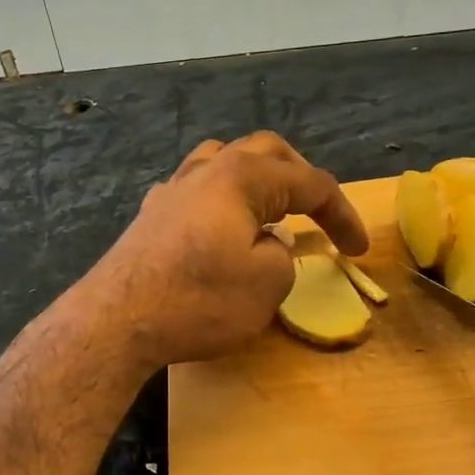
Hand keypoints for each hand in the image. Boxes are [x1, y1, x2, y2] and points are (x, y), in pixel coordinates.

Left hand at [78, 132, 367, 370]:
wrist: (117, 321)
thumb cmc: (198, 301)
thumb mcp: (266, 285)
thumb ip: (283, 256)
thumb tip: (269, 244)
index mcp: (243, 177)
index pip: (310, 184)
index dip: (342, 215)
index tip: (358, 249)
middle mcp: (206, 170)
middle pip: (266, 153)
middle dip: (300, 179)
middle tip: (318, 213)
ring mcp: (172, 190)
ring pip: (224, 163)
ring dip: (257, 181)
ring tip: (269, 212)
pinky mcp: (150, 216)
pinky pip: (195, 191)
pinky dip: (221, 201)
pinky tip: (219, 229)